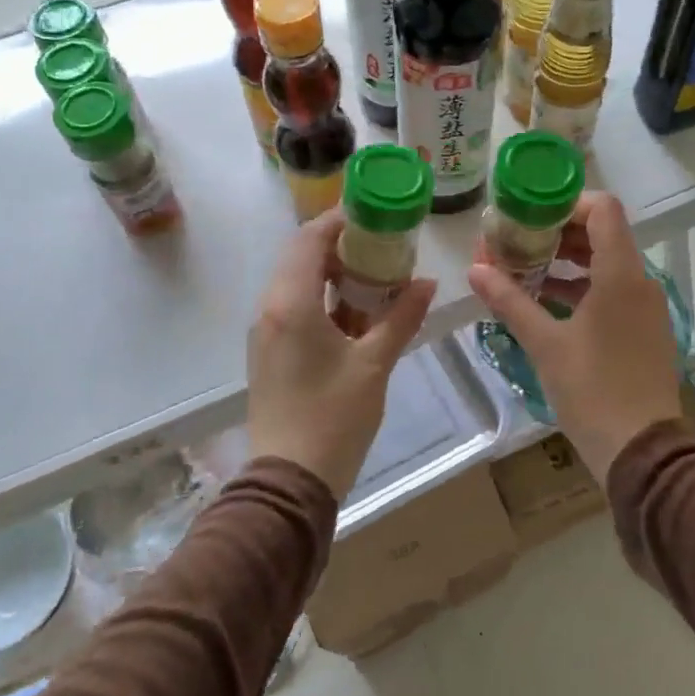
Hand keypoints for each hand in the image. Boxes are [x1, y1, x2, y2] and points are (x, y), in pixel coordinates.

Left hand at [248, 209, 435, 499]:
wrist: (290, 480)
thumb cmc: (334, 417)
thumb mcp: (375, 364)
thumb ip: (401, 318)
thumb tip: (427, 283)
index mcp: (292, 302)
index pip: (311, 238)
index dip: (341, 220)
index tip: (375, 215)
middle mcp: (271, 308)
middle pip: (302, 257)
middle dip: (342, 247)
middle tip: (384, 248)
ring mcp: (266, 332)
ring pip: (298, 284)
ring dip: (334, 275)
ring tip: (377, 280)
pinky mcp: (270, 353)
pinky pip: (295, 309)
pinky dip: (325, 301)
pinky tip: (357, 317)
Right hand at [468, 192, 684, 482]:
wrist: (641, 451)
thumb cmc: (592, 391)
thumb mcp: (545, 344)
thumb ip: (510, 301)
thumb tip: (475, 269)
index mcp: (621, 274)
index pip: (603, 209)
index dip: (566, 202)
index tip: (529, 213)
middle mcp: (640, 281)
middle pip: (603, 234)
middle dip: (558, 233)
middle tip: (516, 240)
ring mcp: (645, 307)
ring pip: (606, 264)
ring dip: (567, 261)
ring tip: (524, 268)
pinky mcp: (643, 330)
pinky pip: (612, 291)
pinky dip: (581, 287)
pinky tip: (546, 301)